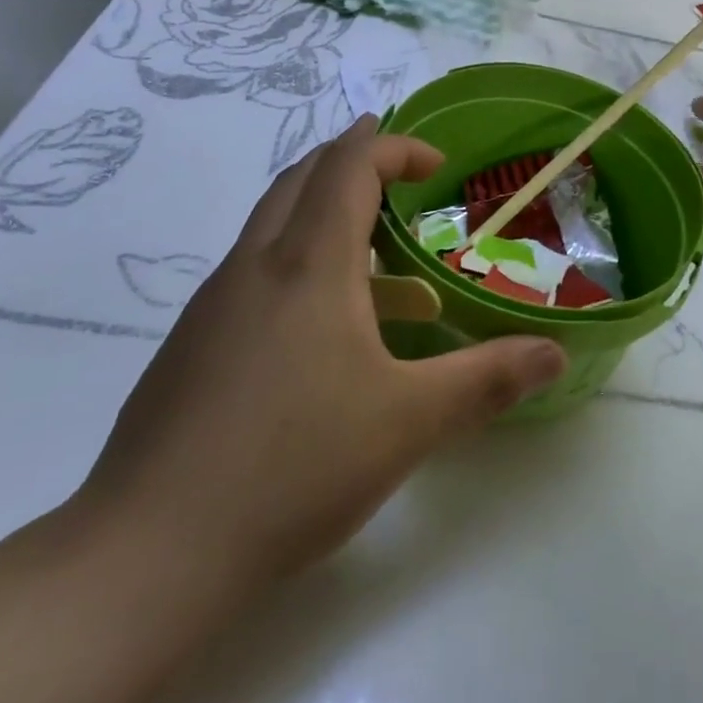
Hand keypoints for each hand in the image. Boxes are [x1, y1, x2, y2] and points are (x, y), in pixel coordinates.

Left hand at [74, 115, 567, 602]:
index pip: (349, 166)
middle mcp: (254, 266)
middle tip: (400, 179)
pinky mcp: (189, 345)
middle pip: (302, 178)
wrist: (148, 554)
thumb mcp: (409, 423)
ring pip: (271, 225)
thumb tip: (554, 354)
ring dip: (323, 214)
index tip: (436, 166)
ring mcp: (212, 305)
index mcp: (308, 265)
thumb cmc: (292, 468)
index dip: (395, 148)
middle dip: (353, 162)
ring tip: (374, 256)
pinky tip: (320, 330)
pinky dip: (296, 263)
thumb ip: (488, 380)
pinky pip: (252, 272)